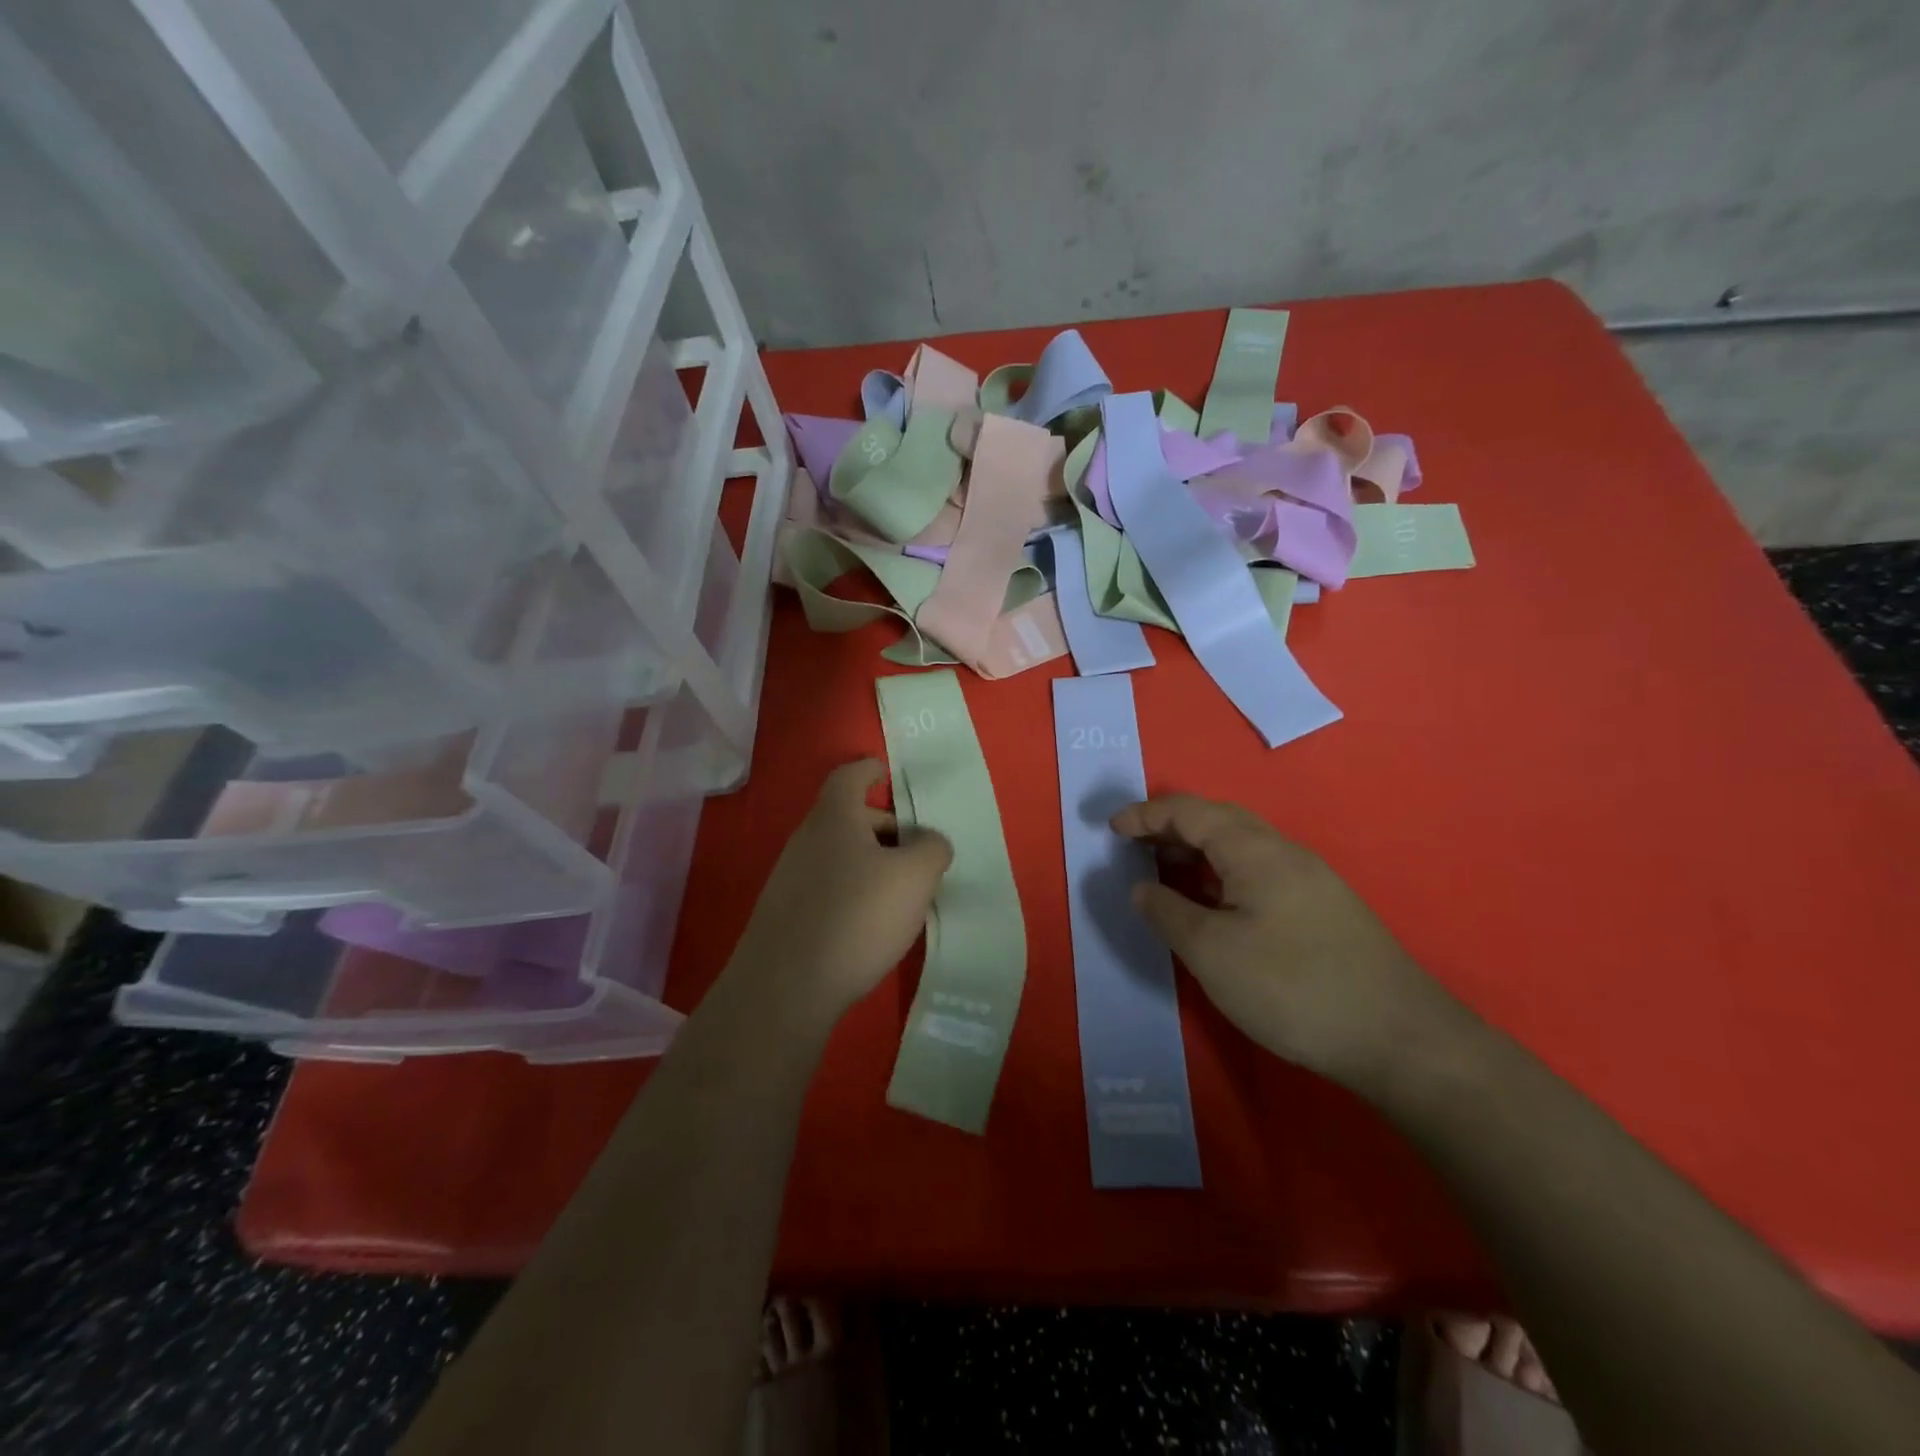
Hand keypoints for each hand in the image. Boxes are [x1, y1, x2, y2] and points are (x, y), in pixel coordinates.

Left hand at [726, 760, 951, 1024]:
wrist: (786, 988)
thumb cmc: (857, 916)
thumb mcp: (914, 877)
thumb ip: (932, 849)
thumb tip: (930, 843)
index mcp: (834, 818)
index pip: (849, 776)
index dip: (869, 769)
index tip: (886, 773)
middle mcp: (806, 840)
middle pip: (848, 819)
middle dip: (884, 828)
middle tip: (918, 852)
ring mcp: (790, 879)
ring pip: (840, 856)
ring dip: (872, 864)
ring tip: (904, 892)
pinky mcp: (786, 915)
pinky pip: (828, 887)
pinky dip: (854, 892)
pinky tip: (873, 924)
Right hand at [1111, 794, 1454, 1090]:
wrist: (1399, 1039)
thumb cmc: (1292, 987)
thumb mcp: (1212, 952)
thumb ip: (1168, 912)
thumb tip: (1142, 888)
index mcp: (1255, 850)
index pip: (1190, 811)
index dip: (1145, 815)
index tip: (1110, 829)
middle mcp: (1284, 852)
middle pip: (1218, 820)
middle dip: (1170, 828)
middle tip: (1132, 847)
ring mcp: (1309, 880)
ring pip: (1240, 847)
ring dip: (1196, 851)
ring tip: (1164, 872)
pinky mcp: (1322, 909)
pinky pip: (1257, 872)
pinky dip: (1221, 874)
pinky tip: (1212, 904)